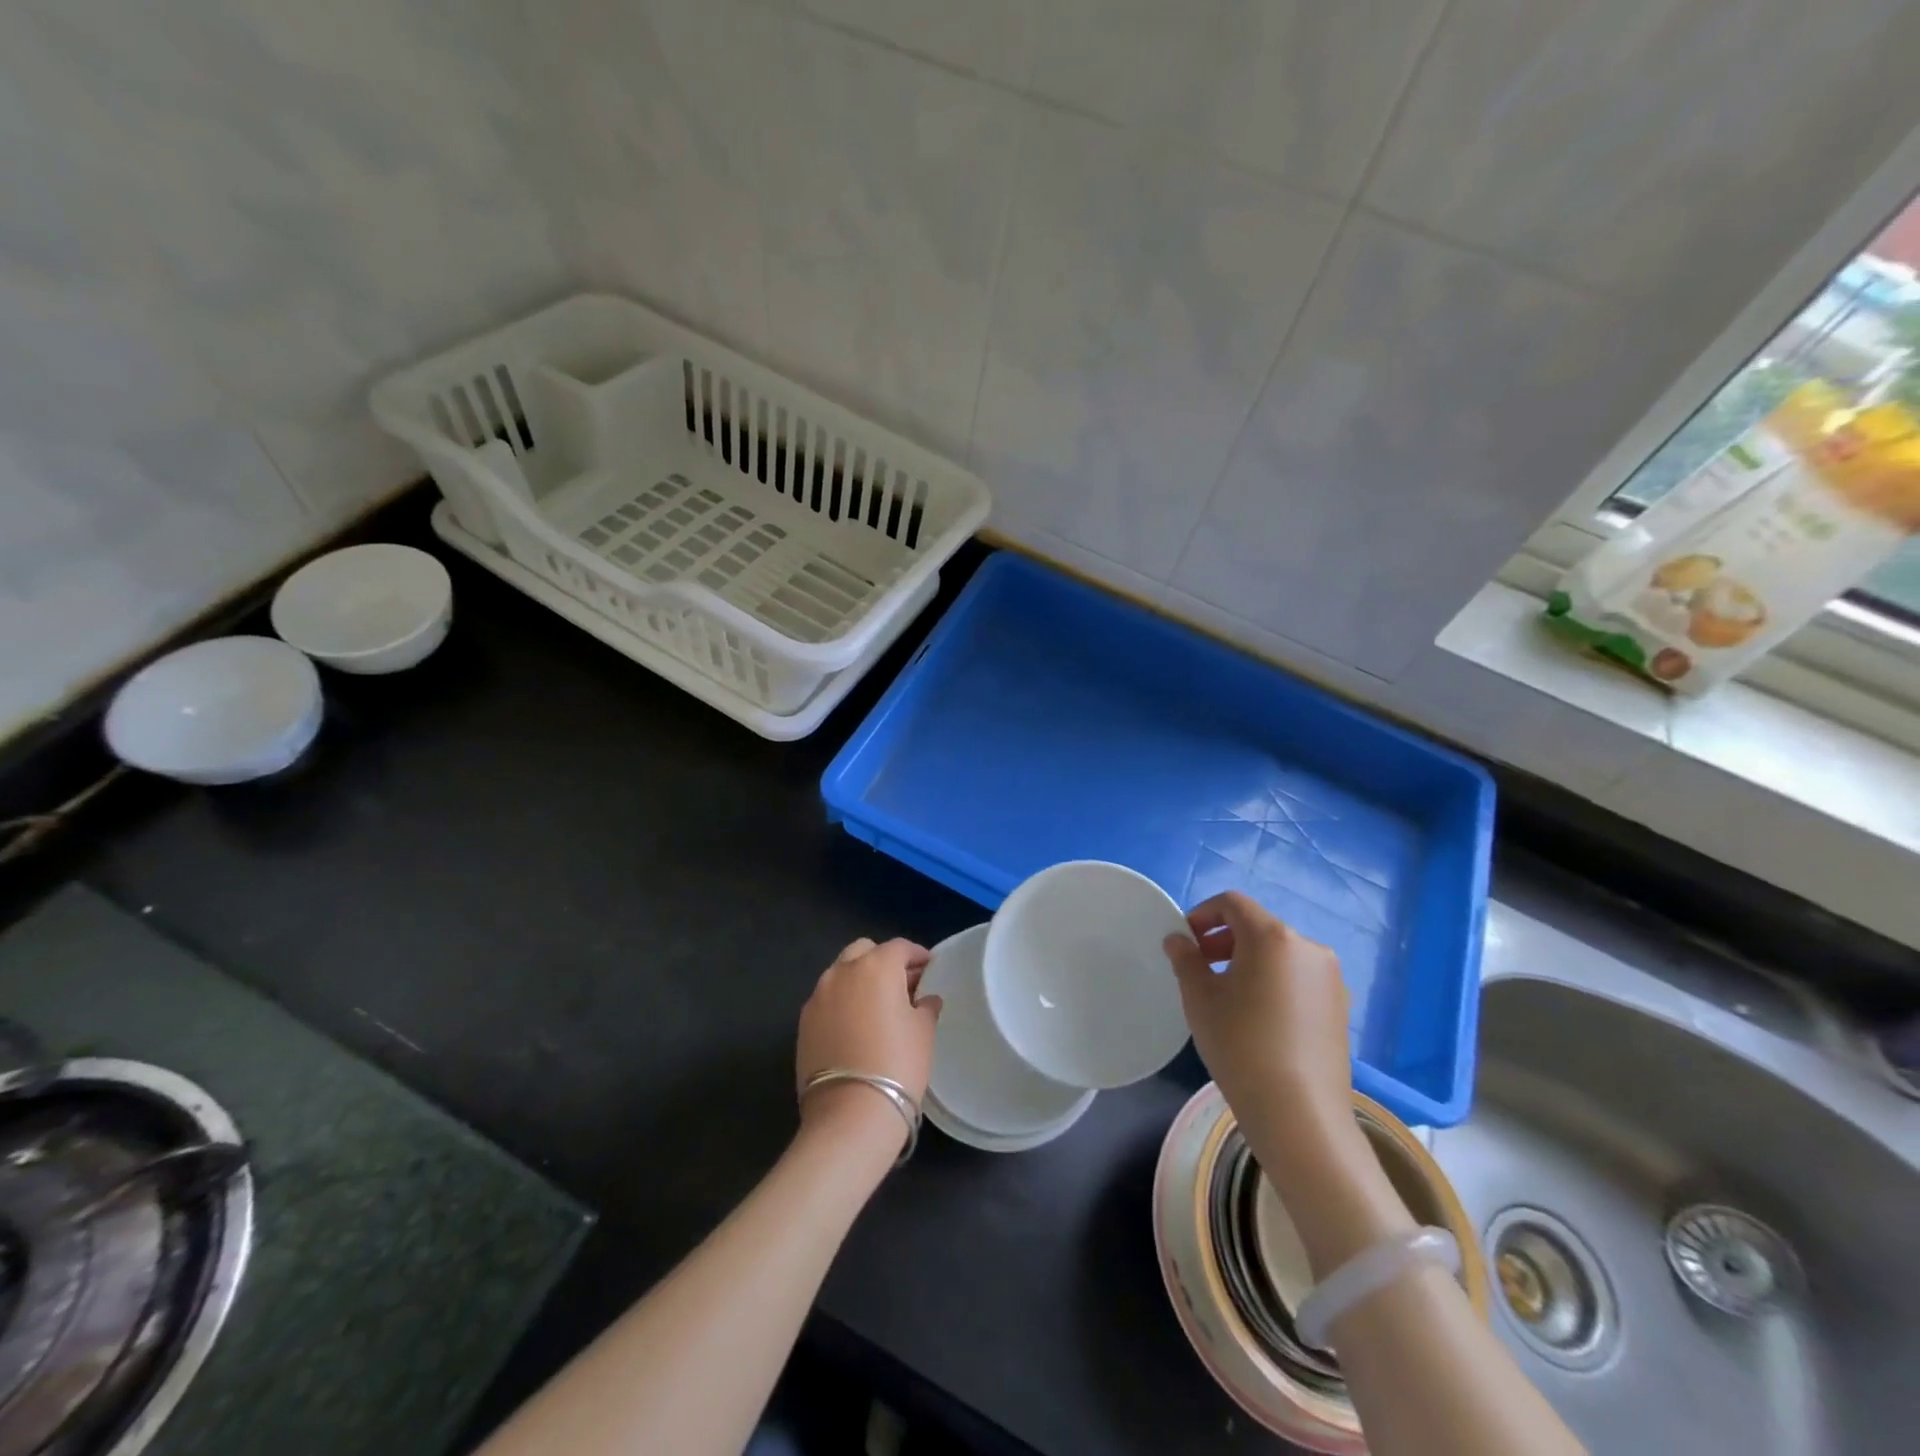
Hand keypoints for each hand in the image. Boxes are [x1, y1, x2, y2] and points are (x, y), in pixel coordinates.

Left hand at [795, 938, 940, 1155]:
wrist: (850, 1113)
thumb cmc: (897, 1064)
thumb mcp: (923, 1031)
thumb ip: (925, 1006)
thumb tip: (926, 999)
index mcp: (876, 966)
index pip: (899, 947)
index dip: (917, 955)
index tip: (929, 967)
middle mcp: (842, 972)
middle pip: (864, 951)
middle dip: (883, 960)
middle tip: (901, 984)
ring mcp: (818, 996)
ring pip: (841, 973)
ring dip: (859, 980)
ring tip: (877, 1005)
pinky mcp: (803, 1022)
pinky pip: (827, 999)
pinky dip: (842, 1002)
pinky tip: (855, 1025)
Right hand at [1163, 892, 1354, 1161]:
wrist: (1298, 1114)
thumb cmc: (1240, 1043)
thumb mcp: (1199, 997)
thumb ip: (1186, 959)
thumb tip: (1179, 940)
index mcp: (1273, 936)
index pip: (1233, 903)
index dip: (1203, 913)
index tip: (1186, 940)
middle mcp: (1308, 948)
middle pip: (1258, 927)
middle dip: (1225, 939)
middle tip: (1200, 966)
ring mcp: (1331, 979)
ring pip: (1280, 953)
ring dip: (1249, 960)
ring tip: (1227, 994)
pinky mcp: (1340, 1008)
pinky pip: (1298, 979)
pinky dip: (1273, 982)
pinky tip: (1258, 1017)